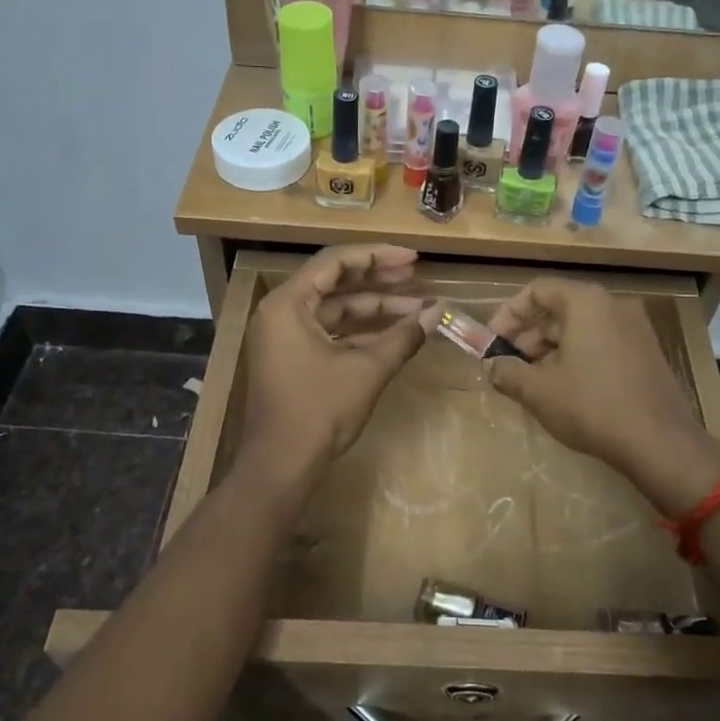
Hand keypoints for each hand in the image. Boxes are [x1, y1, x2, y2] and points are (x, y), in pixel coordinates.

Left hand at [239, 246, 427, 482]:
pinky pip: (329, 331)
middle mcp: (282, 312)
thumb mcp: (368, 370)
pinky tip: (395, 335)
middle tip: (417, 275)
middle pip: (335, 282)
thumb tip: (438, 313)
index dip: (378, 255)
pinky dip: (360, 332)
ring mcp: (285, 336)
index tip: (413, 258)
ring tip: (416, 308)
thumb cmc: (319, 409)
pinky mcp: (293, 358)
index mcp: (289, 303)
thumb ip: (404, 337)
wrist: (281, 465)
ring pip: (335, 309)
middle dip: (379, 280)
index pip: (336, 262)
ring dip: (374, 309)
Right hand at [484, 278, 719, 514]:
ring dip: (550, 348)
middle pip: (559, 307)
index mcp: (586, 302)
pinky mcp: (646, 352)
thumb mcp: (539, 391)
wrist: (660, 443)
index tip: (493, 343)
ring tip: (533, 382)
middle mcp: (613, 305)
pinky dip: (577, 356)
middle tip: (509, 365)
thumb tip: (492, 366)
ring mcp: (635, 328)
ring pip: (581, 327)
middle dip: (528, 335)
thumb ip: (508, 372)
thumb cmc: (592, 406)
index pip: (537, 290)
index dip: (509, 314)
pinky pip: (601, 342)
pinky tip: (565, 389)